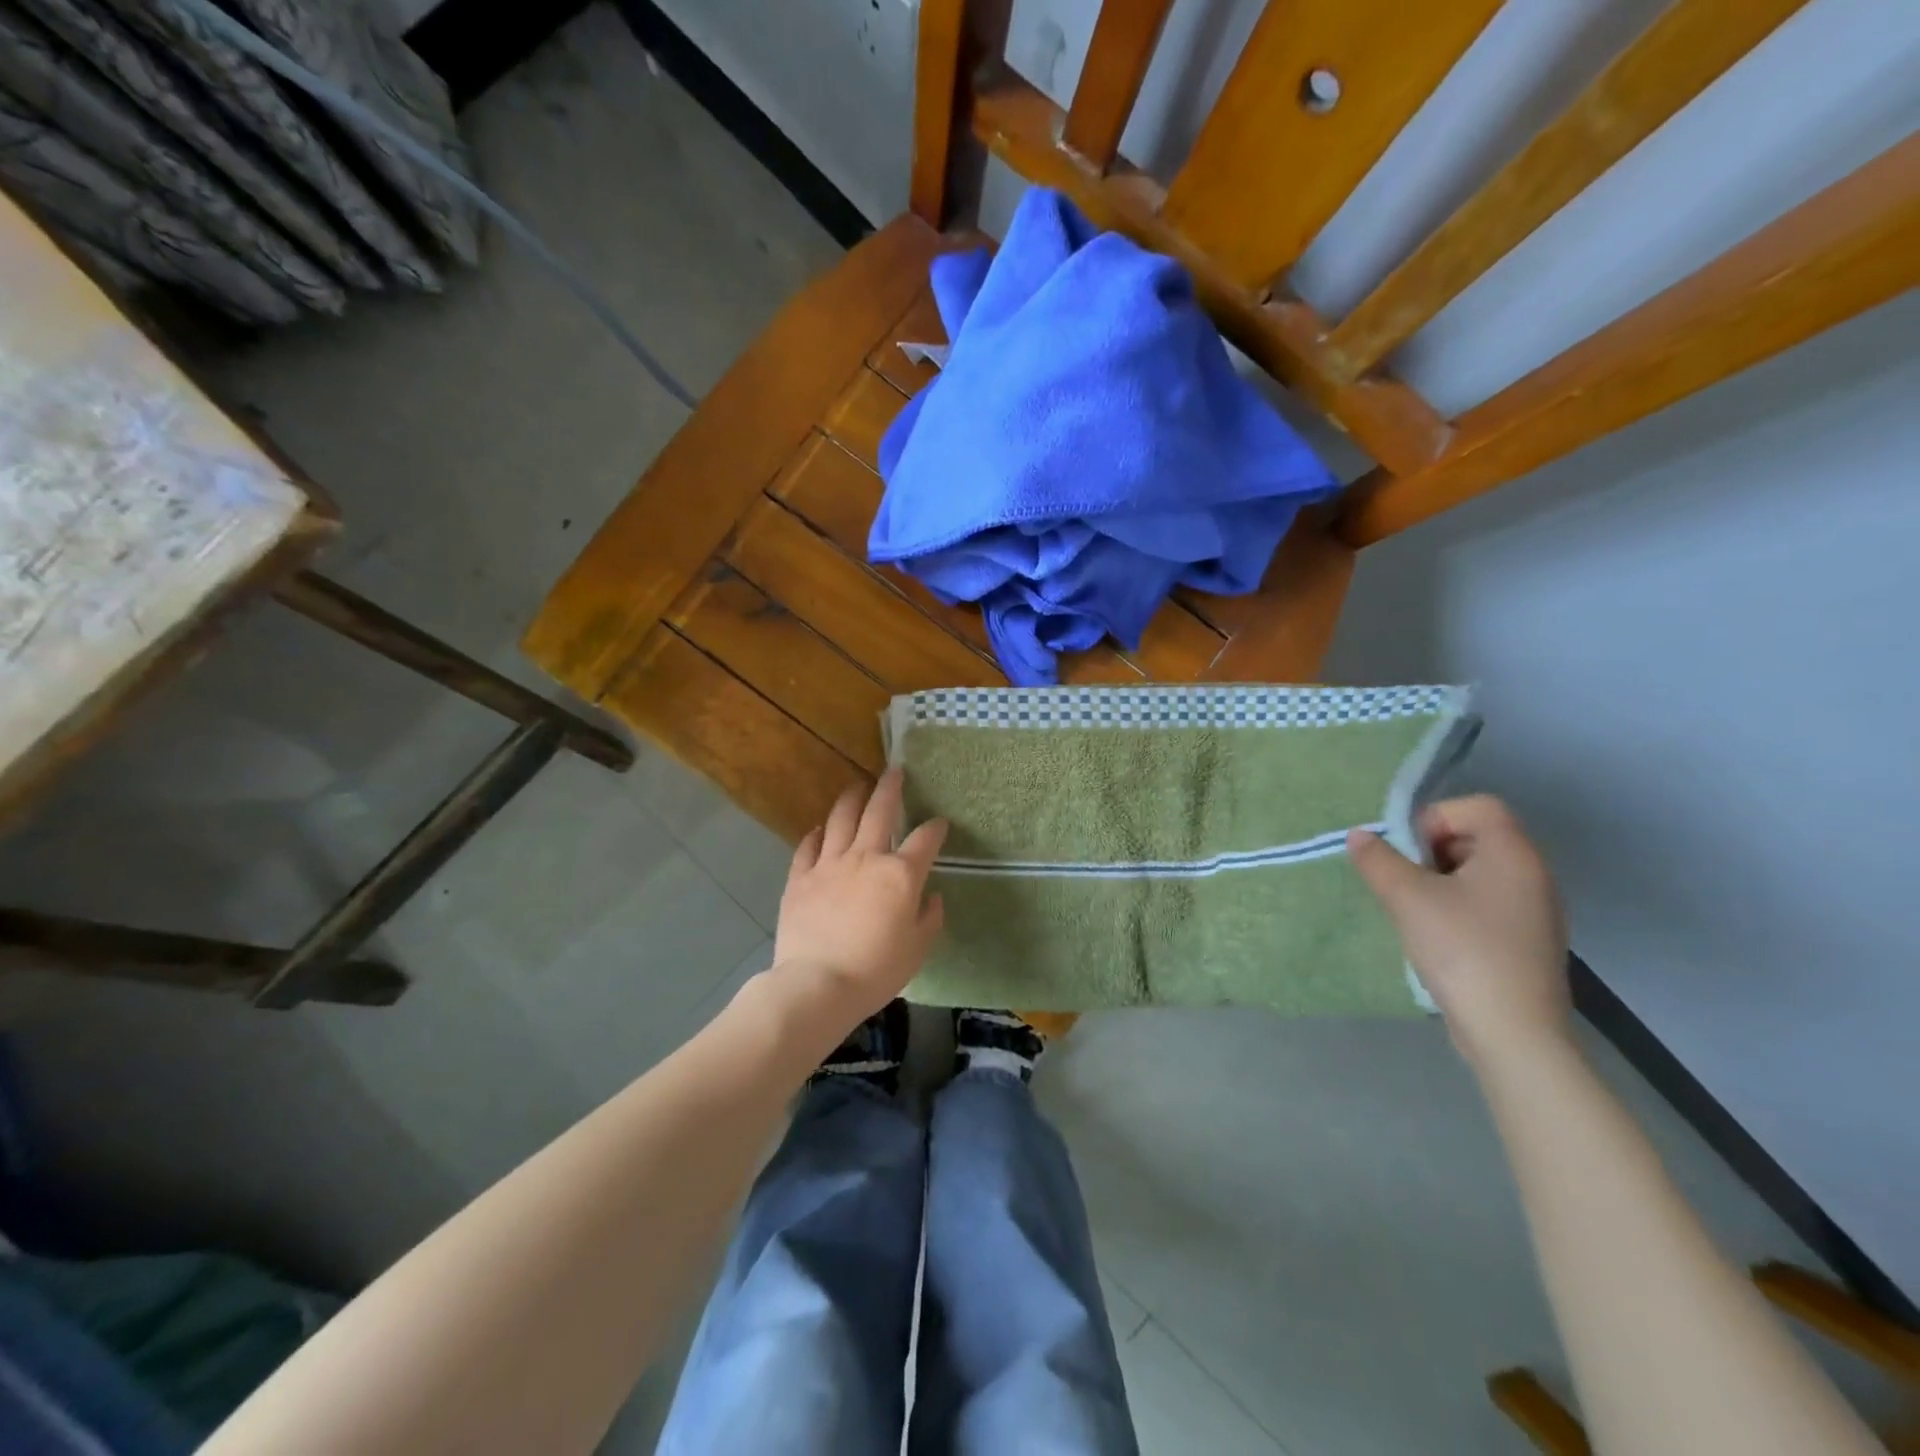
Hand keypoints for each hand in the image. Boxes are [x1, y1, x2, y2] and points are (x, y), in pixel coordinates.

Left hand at [771, 768, 947, 1025]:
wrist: (817, 984)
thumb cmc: (875, 970)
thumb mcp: (917, 949)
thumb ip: (929, 918)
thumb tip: (931, 896)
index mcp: (900, 874)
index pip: (925, 840)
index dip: (936, 828)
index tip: (940, 823)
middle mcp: (865, 858)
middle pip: (879, 811)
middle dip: (890, 788)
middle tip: (894, 771)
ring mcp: (829, 865)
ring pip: (841, 819)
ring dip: (852, 798)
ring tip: (857, 786)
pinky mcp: (800, 878)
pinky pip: (808, 846)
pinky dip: (817, 833)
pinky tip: (821, 828)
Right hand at [1346, 796, 1569, 1071]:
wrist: (1512, 1032)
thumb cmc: (1462, 950)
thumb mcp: (1406, 898)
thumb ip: (1377, 860)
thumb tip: (1360, 836)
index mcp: (1513, 854)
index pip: (1476, 806)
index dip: (1434, 818)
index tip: (1408, 853)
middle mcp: (1534, 874)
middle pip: (1476, 837)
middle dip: (1431, 852)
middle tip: (1406, 882)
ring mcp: (1536, 910)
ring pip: (1479, 873)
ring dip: (1440, 882)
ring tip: (1416, 912)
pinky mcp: (1529, 941)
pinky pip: (1488, 903)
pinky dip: (1458, 908)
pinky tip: (1438, 938)